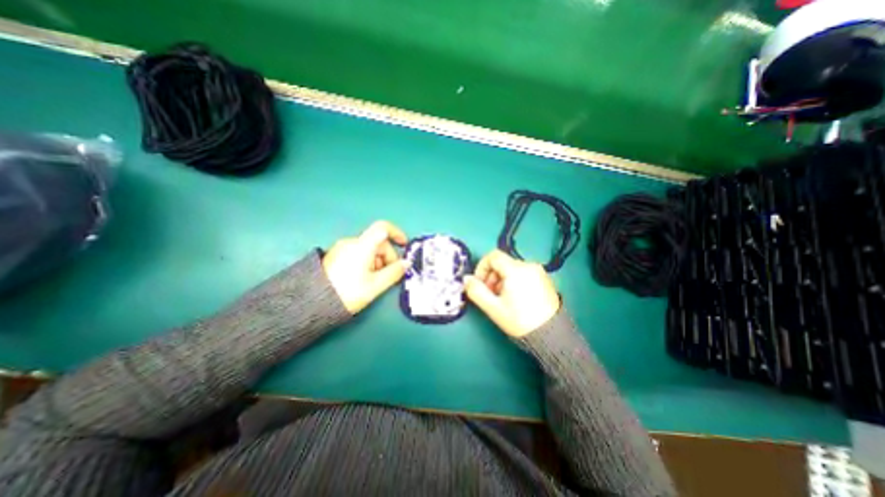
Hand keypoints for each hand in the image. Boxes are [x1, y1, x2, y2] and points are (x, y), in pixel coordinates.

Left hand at [323, 222, 408, 313]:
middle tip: (389, 275)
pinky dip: (367, 262)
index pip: (383, 228)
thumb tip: (406, 263)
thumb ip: (394, 273)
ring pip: (369, 249)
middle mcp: (352, 243)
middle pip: (377, 242)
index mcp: (362, 246)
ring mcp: (342, 248)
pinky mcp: (336, 256)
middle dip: (388, 256)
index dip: (397, 233)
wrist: (312, 303)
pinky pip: (358, 254)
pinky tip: (364, 278)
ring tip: (375, 280)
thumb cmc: (348, 292)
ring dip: (378, 261)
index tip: (404, 245)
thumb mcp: (375, 285)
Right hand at [463, 249, 557, 337]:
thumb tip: (466, 279)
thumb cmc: (520, 320)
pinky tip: (515, 298)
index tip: (479, 283)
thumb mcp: (493, 308)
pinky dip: (513, 281)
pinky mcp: (544, 279)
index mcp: (516, 270)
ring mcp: (538, 272)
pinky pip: (523, 273)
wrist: (551, 335)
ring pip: (512, 269)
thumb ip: (476, 291)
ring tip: (502, 299)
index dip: (481, 267)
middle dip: (491, 276)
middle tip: (490, 295)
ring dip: (501, 280)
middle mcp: (529, 265)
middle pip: (502, 263)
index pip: (493, 256)